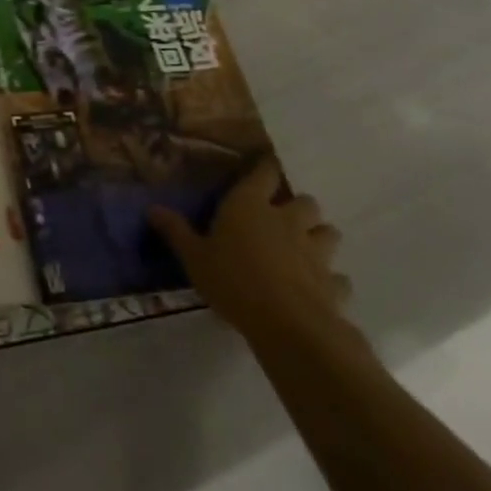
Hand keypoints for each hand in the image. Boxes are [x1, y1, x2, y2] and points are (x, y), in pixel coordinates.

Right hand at [150, 159, 353, 344]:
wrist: (287, 324)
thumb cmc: (233, 280)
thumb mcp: (194, 257)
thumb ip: (176, 232)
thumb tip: (152, 208)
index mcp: (250, 205)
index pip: (264, 173)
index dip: (266, 167)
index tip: (265, 166)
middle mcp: (287, 220)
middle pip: (306, 201)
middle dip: (299, 207)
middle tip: (284, 218)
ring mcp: (315, 251)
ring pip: (329, 233)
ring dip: (320, 236)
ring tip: (307, 248)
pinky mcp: (333, 283)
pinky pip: (338, 277)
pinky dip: (331, 280)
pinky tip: (320, 288)